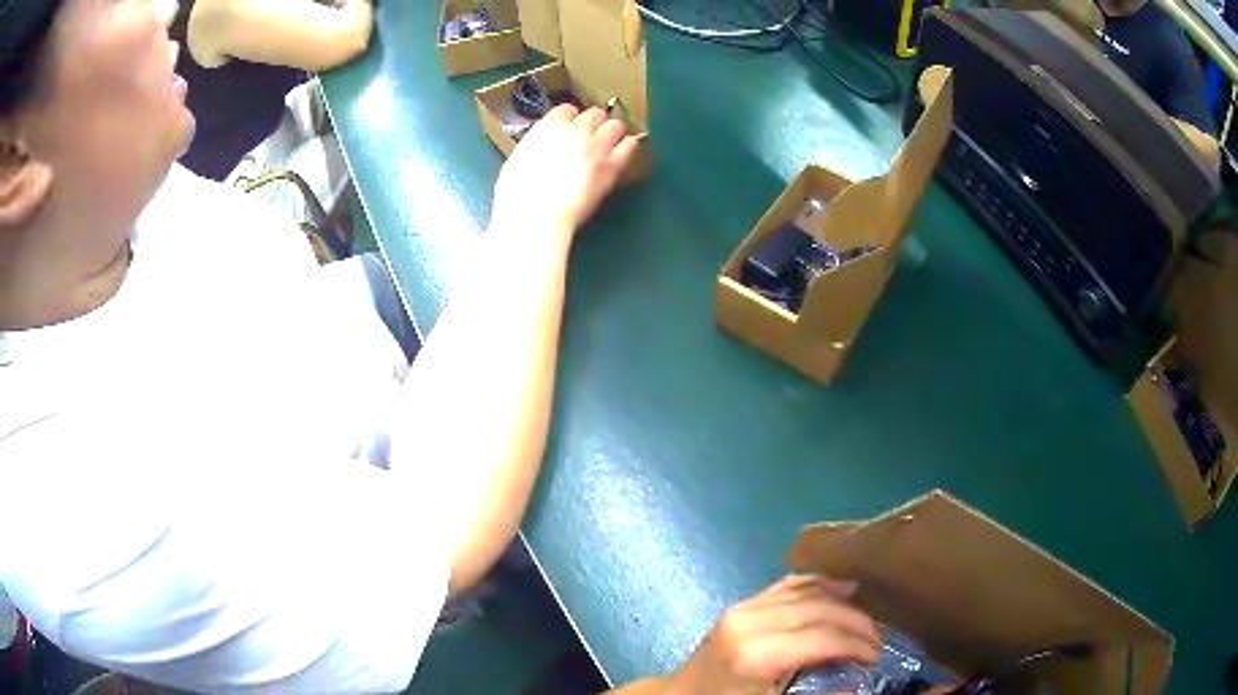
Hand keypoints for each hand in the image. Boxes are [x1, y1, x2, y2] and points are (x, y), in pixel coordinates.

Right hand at [492, 105, 639, 240]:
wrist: (535, 217)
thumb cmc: (517, 196)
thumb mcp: (517, 160)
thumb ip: (536, 146)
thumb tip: (543, 147)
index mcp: (547, 127)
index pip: (566, 110)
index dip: (570, 119)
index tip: (570, 127)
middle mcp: (574, 131)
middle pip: (594, 114)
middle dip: (593, 123)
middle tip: (591, 137)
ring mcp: (595, 147)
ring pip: (615, 125)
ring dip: (612, 132)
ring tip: (609, 143)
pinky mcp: (612, 166)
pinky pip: (629, 145)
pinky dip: (627, 146)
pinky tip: (623, 152)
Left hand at [664, 575, 879, 694]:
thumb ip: (816, 693)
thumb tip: (857, 683)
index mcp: (757, 654)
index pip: (825, 637)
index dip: (858, 644)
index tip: (876, 657)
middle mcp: (751, 621)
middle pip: (821, 608)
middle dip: (857, 622)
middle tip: (878, 640)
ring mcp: (743, 606)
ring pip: (808, 589)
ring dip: (843, 601)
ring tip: (866, 620)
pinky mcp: (741, 603)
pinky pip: (789, 585)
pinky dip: (820, 585)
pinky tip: (842, 590)